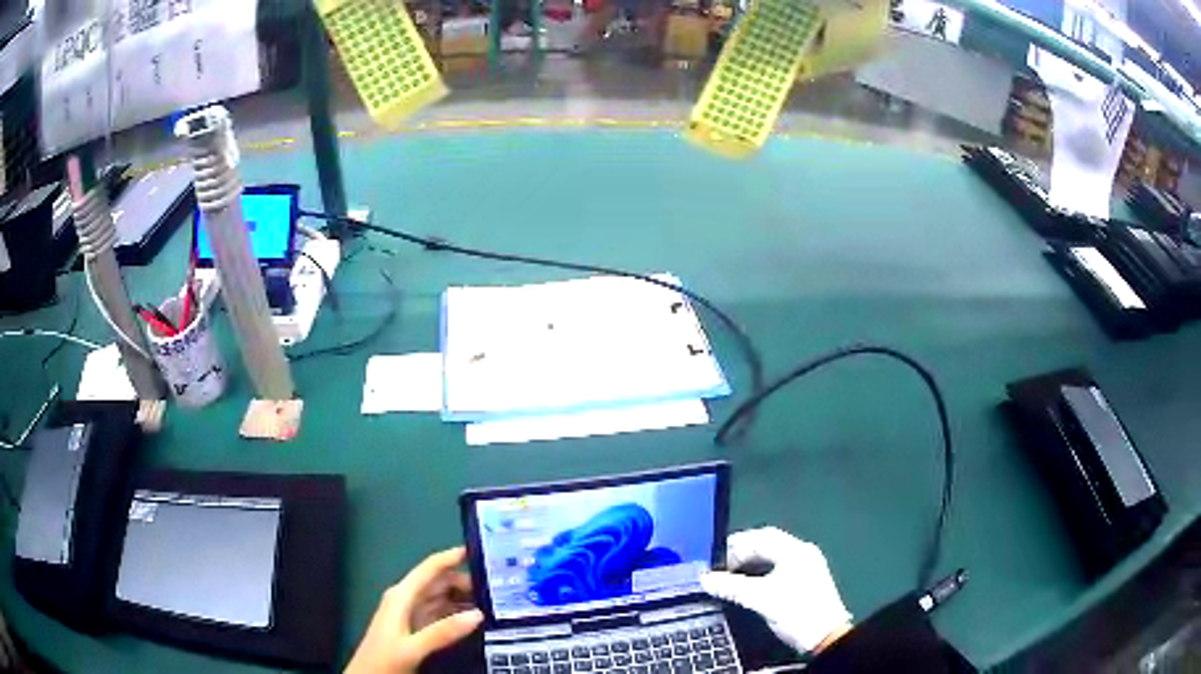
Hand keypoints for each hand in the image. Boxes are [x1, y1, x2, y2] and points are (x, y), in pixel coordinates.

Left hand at [346, 547, 483, 673]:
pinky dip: (458, 613)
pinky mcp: (417, 629)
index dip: (451, 557)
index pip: (429, 569)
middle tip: (498, 586)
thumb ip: (443, 632)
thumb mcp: (413, 647)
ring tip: (494, 601)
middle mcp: (407, 600)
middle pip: (439, 583)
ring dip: (464, 598)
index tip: (479, 551)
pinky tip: (476, 619)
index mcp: (402, 596)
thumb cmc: (384, 658)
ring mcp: (412, 615)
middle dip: (465, 581)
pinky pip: (441, 614)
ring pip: (442, 599)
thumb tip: (478, 614)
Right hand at [700, 527, 851, 653]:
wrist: (825, 636)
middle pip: (768, 544)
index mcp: (795, 550)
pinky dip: (762, 572)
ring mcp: (807, 566)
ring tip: (731, 576)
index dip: (736, 546)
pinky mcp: (806, 581)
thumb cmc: (795, 611)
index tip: (715, 560)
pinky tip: (750, 585)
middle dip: (743, 553)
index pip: (761, 537)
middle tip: (720, 567)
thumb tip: (705, 579)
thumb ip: (731, 586)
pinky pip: (779, 568)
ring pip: (774, 556)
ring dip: (752, 563)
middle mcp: (802, 553)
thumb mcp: (760, 598)